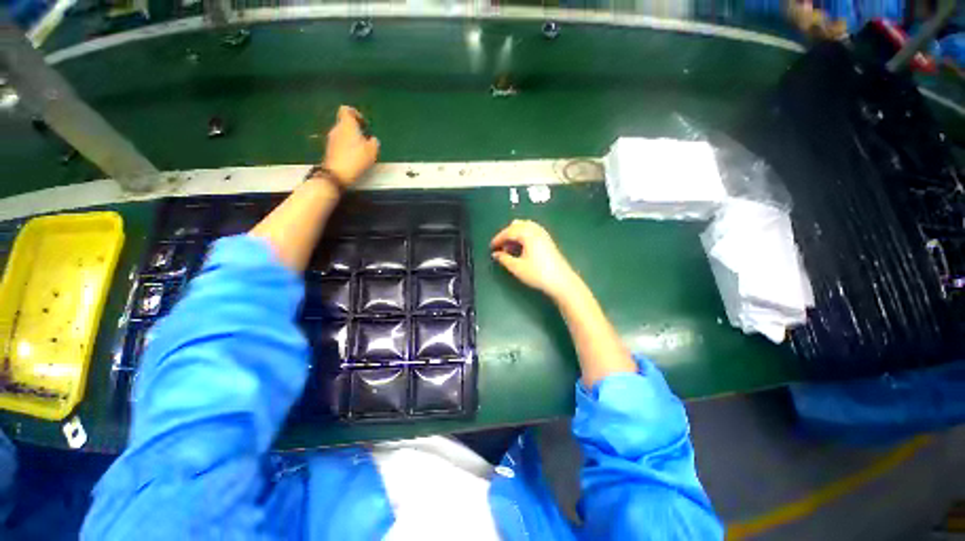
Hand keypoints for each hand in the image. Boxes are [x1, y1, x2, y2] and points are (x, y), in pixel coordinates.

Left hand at [321, 105, 379, 185]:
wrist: (337, 174)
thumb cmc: (356, 159)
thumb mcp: (372, 151)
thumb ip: (374, 142)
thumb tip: (372, 139)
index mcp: (347, 125)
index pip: (346, 110)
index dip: (355, 113)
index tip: (363, 123)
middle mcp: (337, 128)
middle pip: (345, 123)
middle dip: (355, 129)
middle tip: (365, 140)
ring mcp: (331, 139)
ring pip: (343, 133)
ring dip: (351, 139)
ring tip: (361, 150)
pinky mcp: (330, 149)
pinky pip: (340, 143)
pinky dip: (347, 147)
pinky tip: (354, 157)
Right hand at [490, 220, 579, 300]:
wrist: (561, 281)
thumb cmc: (537, 274)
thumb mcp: (517, 267)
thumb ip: (504, 259)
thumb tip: (496, 254)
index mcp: (527, 234)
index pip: (509, 231)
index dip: (498, 239)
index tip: (491, 247)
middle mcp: (536, 230)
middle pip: (517, 226)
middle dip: (506, 235)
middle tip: (500, 247)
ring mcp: (543, 234)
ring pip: (525, 227)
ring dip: (515, 234)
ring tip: (510, 248)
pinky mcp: (548, 240)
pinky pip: (532, 231)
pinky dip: (523, 236)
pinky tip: (521, 248)